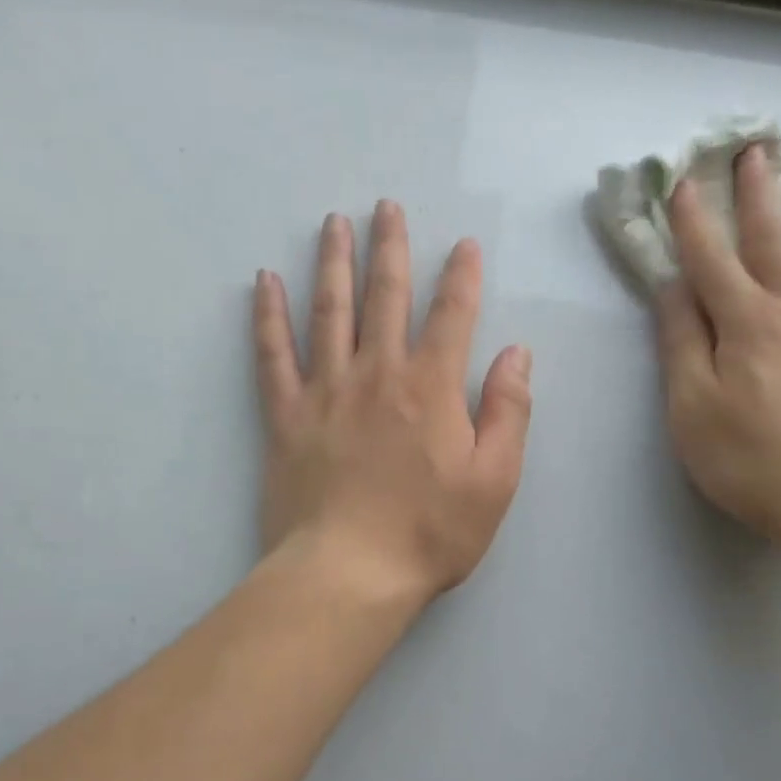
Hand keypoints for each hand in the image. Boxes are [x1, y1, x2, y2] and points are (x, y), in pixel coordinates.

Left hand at [253, 202, 532, 605]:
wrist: (348, 574)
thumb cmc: (430, 532)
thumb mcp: (495, 479)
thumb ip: (509, 411)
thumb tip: (517, 353)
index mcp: (430, 388)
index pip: (451, 315)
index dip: (461, 276)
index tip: (464, 244)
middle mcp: (377, 374)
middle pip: (385, 297)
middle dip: (390, 247)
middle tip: (386, 206)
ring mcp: (325, 391)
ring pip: (328, 311)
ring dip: (332, 263)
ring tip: (333, 222)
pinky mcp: (286, 416)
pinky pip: (272, 355)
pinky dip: (267, 316)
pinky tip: (263, 282)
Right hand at [657, 146, 780, 550]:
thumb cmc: (752, 460)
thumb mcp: (692, 407)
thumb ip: (681, 343)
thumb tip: (673, 287)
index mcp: (746, 323)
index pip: (711, 260)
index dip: (693, 221)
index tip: (682, 182)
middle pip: (775, 242)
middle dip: (758, 196)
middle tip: (756, 151)